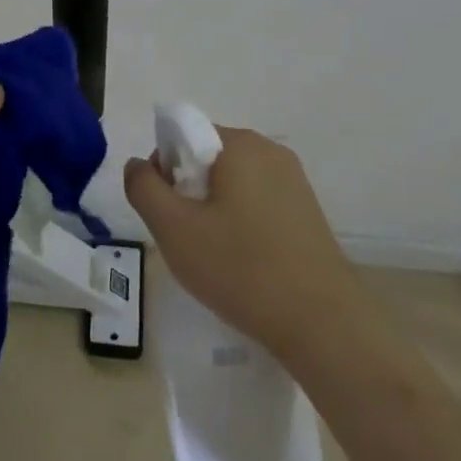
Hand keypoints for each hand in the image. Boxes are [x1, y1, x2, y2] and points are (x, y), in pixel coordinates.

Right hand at [124, 126, 360, 369]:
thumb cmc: (240, 268)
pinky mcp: (308, 211)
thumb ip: (144, 188)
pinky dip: (241, 222)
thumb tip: (138, 164)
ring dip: (214, 209)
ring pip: (233, 182)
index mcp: (239, 144)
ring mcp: (294, 181)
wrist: (323, 324)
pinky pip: (258, 202)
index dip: (164, 170)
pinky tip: (244, 261)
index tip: (167, 212)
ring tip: (215, 253)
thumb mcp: (173, 228)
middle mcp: (269, 151)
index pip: (183, 136)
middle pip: (208, 158)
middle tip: (187, 237)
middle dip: (189, 191)